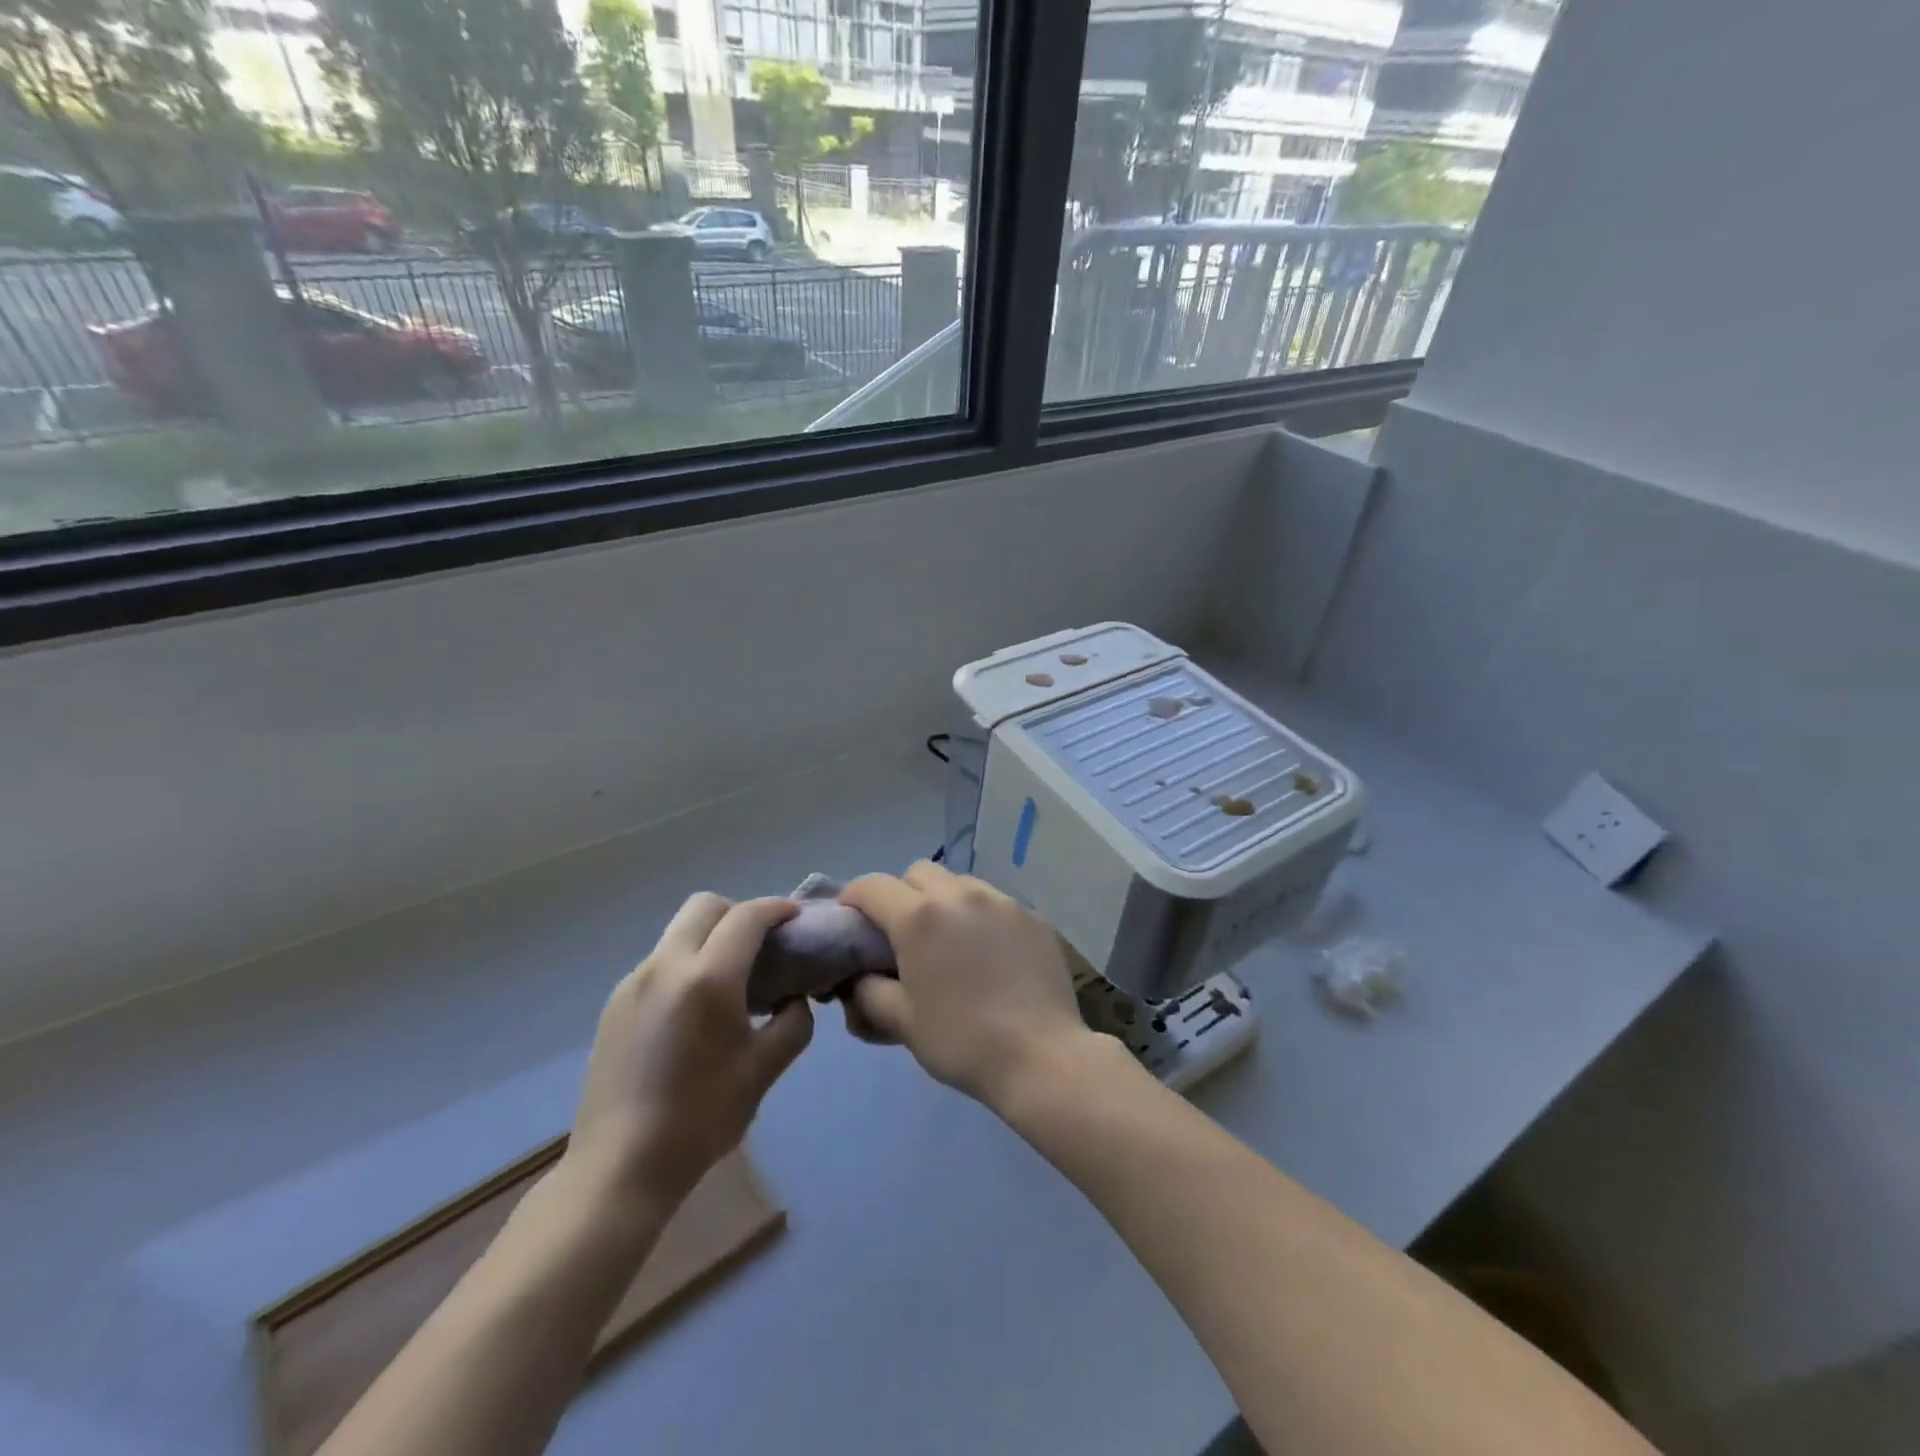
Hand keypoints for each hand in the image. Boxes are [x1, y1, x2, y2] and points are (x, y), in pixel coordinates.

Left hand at [568, 894, 812, 1205]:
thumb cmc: (701, 1118)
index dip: (777, 908)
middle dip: (739, 913)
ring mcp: (633, 983)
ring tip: (731, 981)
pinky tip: (695, 1011)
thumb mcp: (763, 1070)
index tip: (796, 917)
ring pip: (679, 932)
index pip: (747, 917)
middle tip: (762, 945)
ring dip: (710, 938)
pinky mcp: (614, 1004)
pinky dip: (687, 963)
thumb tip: (794, 999)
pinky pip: (660, 962)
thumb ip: (793, 1023)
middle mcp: (665, 966)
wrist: (618, 1168)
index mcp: (707, 978)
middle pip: (705, 906)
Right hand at [838, 861, 1089, 1108]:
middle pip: (917, 873)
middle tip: (902, 934)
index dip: (853, 898)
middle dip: (901, 895)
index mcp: (919, 917)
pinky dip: (979, 916)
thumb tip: (859, 978)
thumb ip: (868, 992)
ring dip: (942, 902)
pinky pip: (994, 902)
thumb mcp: (902, 1022)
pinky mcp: (1032, 915)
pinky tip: (988, 954)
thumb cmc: (962, 1041)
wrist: (1041, 1057)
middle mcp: (959, 895)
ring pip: (959, 883)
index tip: (850, 921)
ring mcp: (1001, 901)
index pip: (872, 886)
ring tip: (948, 943)